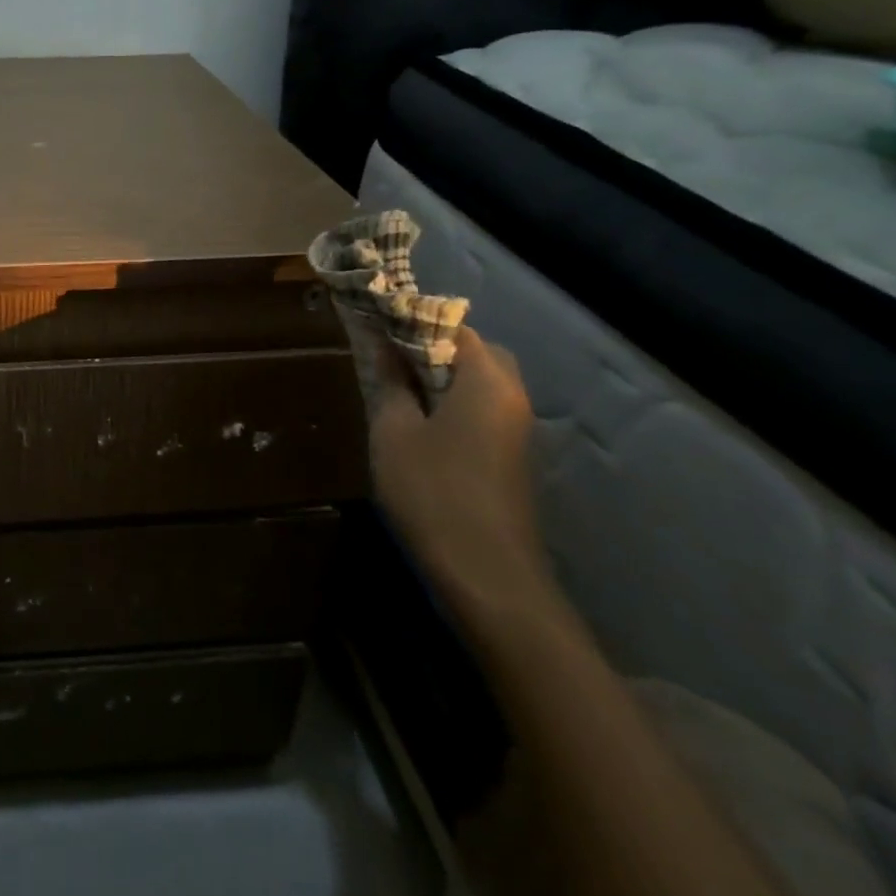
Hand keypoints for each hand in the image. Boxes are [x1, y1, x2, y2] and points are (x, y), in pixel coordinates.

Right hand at [365, 326, 552, 626]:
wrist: (486, 573)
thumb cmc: (433, 490)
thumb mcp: (394, 431)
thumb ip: (391, 382)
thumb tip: (384, 346)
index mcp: (487, 381)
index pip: (456, 328)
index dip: (415, 322)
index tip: (378, 326)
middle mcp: (512, 397)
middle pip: (475, 353)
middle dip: (432, 349)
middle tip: (389, 360)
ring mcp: (517, 430)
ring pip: (480, 384)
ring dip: (442, 379)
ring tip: (397, 390)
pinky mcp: (512, 458)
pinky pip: (483, 411)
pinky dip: (453, 404)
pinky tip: (419, 425)